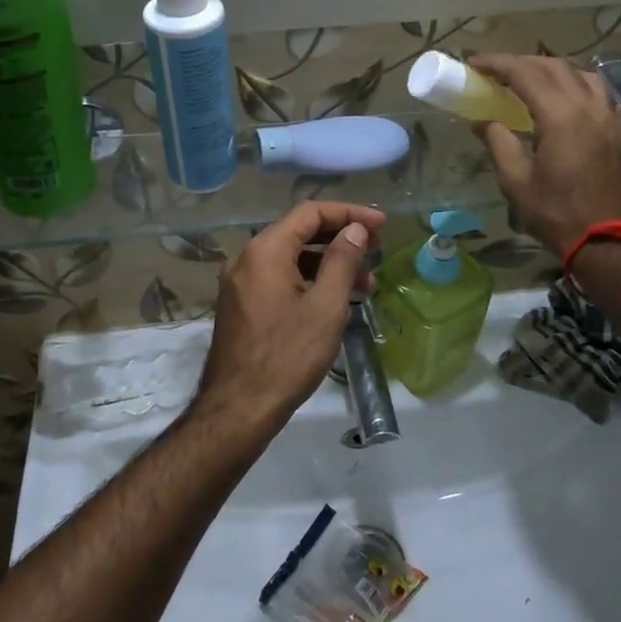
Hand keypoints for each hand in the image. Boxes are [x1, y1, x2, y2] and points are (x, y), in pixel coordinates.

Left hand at [193, 202, 385, 437]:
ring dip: (327, 264)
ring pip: (290, 259)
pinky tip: (334, 301)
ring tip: (365, 285)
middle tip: (377, 250)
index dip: (349, 213)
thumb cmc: (288, 355)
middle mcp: (246, 258)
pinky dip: (308, 281)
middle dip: (340, 238)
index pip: (310, 213)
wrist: (239, 408)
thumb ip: (342, 261)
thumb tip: (355, 230)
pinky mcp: (241, 304)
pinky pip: (279, 279)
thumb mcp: (326, 306)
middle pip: (298, 232)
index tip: (382, 225)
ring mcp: (240, 282)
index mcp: (265, 250)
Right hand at [469, 54, 620, 255]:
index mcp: (560, 116)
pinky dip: (575, 82)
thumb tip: (481, 121)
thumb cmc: (557, 213)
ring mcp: (607, 117)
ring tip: (528, 78)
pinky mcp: (616, 131)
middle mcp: (587, 107)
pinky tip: (563, 95)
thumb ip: (498, 143)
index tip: (473, 63)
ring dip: (550, 68)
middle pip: (553, 67)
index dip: (497, 64)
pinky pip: (597, 91)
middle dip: (521, 62)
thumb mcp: (516, 181)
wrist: (609, 241)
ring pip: (580, 73)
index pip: (525, 74)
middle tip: (495, 71)